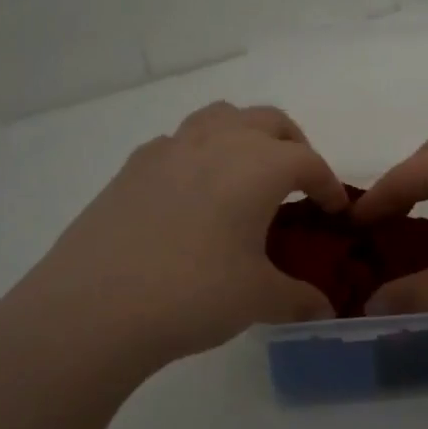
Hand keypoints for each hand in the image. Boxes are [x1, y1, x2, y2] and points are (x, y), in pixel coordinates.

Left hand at [0, 103, 346, 394]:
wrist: (92, 308)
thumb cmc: (192, 295)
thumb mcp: (258, 299)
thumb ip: (299, 299)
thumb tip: (325, 311)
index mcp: (258, 165)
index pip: (309, 161)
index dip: (328, 185)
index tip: (335, 211)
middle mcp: (217, 142)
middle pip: (269, 121)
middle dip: (293, 146)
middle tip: (298, 185)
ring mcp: (169, 149)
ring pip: (220, 117)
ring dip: (245, 136)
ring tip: (247, 175)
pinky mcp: (132, 167)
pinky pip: (179, 142)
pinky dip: (200, 153)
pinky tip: (193, 194)